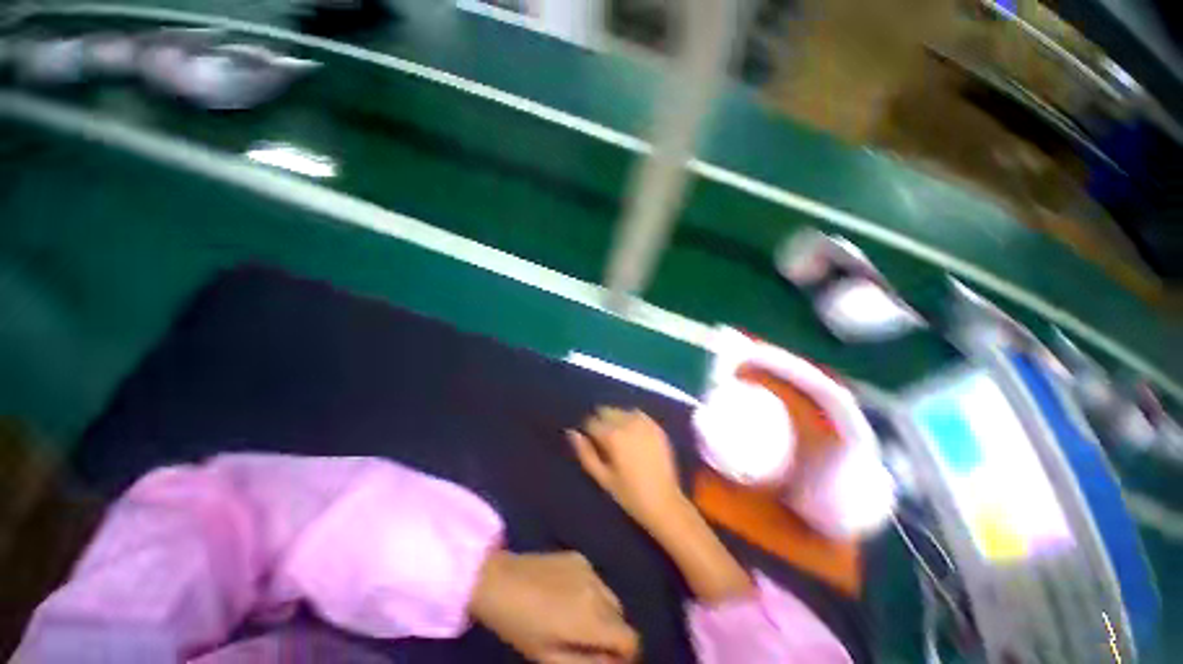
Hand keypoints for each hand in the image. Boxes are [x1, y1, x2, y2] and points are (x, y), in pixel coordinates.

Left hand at [468, 550, 638, 662]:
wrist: (500, 580)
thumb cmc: (521, 626)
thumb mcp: (550, 657)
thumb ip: (587, 663)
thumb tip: (612, 662)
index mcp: (594, 618)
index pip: (631, 639)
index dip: (624, 657)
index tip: (607, 662)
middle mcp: (599, 589)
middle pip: (621, 618)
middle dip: (612, 635)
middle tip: (588, 645)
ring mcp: (589, 568)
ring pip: (610, 597)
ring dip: (603, 614)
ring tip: (577, 621)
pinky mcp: (578, 556)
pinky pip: (595, 580)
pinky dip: (591, 593)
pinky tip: (567, 597)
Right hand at [566, 407, 685, 535]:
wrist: (664, 503)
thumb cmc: (629, 494)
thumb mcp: (602, 477)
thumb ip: (585, 453)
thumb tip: (572, 433)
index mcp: (612, 436)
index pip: (592, 421)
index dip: (588, 430)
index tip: (590, 440)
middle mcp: (628, 424)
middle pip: (607, 411)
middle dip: (601, 420)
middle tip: (603, 439)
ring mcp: (645, 423)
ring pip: (623, 410)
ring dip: (617, 418)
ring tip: (618, 436)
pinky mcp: (657, 427)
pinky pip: (639, 414)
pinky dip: (632, 418)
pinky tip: (633, 432)